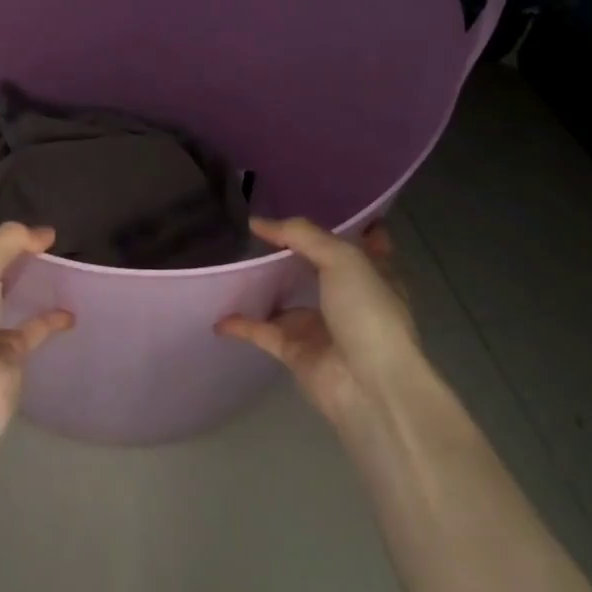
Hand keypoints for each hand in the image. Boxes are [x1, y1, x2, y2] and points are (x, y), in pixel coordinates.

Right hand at [217, 217, 425, 428]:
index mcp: (373, 275)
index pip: (363, 243)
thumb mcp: (342, 259)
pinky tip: (218, 314)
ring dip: (264, 288)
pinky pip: (262, 332)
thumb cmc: (368, 313)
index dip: (344, 224)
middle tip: (259, 229)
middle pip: (319, 269)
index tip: (316, 204)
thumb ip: (301, 235)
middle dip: (295, 252)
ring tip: (232, 263)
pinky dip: (241, 324)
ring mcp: (322, 328)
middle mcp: (349, 300)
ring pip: (287, 302)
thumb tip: (257, 222)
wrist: (370, 387)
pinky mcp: (296, 353)